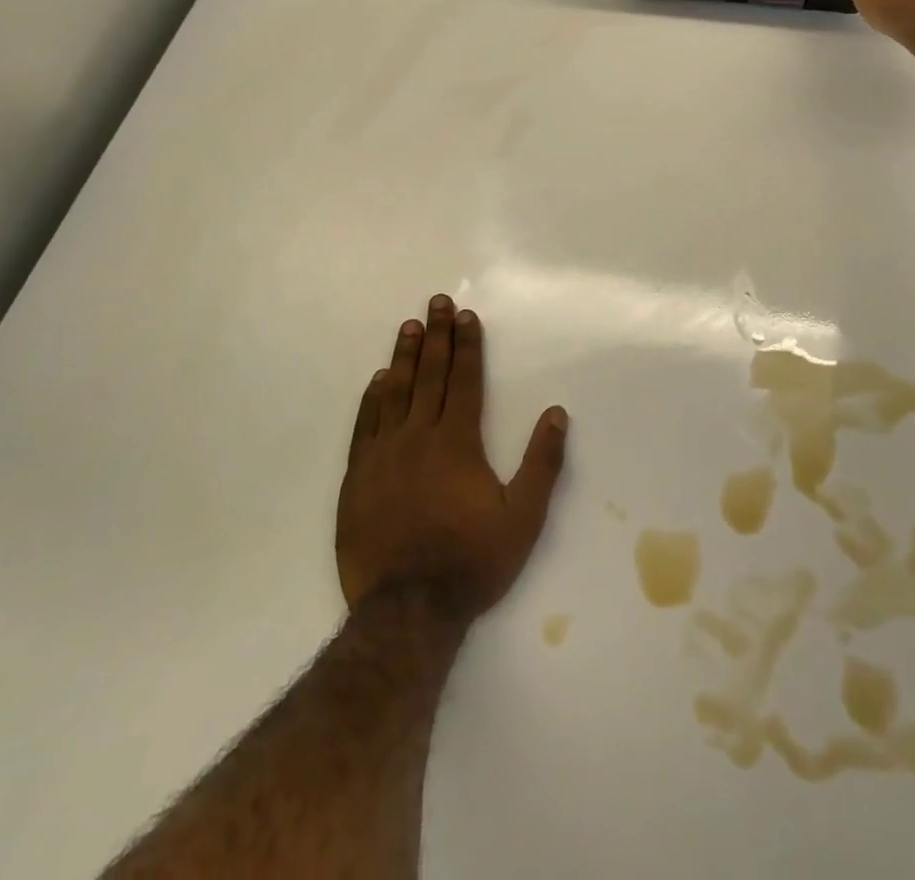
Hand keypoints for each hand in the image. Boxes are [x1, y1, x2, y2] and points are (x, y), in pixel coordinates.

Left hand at [337, 295, 568, 621]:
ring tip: (409, 326)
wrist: (407, 611)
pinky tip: (378, 380)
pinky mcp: (357, 477)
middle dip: (437, 336)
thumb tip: (557, 413)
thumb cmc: (472, 562)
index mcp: (458, 442)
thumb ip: (542, 463)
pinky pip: (364, 425)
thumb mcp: (523, 518)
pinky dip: (372, 398)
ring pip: (395, 392)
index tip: (466, 316)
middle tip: (436, 302)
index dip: (467, 345)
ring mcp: (383, 455)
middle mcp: (419, 436)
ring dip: (404, 356)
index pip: (465, 380)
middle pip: (430, 375)